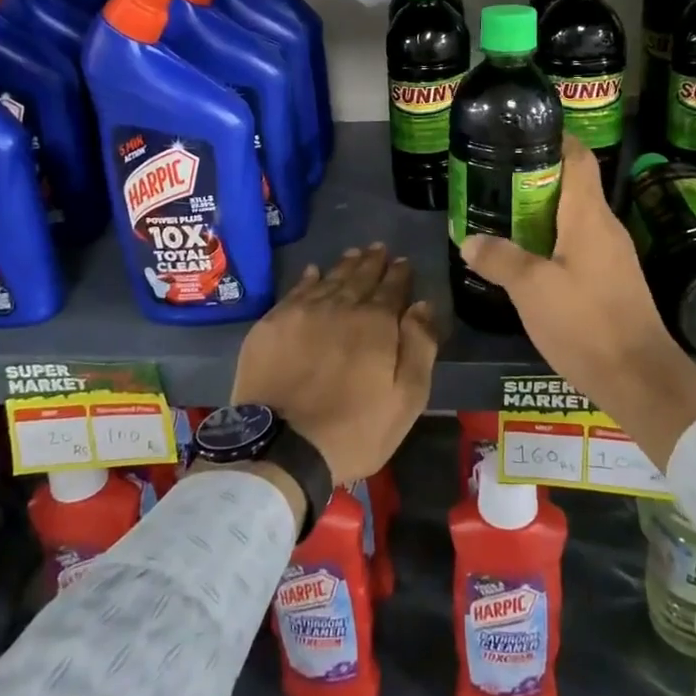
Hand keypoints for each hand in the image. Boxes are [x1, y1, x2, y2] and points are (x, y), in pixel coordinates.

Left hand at [231, 244, 437, 486]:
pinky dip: (308, 279)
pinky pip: (295, 291)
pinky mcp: (272, 325)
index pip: (392, 288)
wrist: (282, 447)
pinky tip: (313, 272)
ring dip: (344, 265)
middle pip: (359, 277)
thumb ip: (419, 347)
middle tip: (379, 249)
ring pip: (328, 279)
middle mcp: (339, 307)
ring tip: (354, 254)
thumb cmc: (355, 429)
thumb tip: (423, 305)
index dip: (399, 274)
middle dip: (372, 262)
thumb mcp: (406, 398)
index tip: (403, 262)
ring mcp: (302, 313)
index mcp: (375, 323)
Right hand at [460, 136, 695, 468]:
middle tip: (493, 180)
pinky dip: (550, 241)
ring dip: (539, 213)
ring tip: (500, 216)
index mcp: (589, 216)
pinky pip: (577, 245)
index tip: (518, 135)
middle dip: (533, 178)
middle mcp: (604, 227)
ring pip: (572, 218)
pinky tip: (525, 259)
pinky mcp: (612, 280)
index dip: (552, 138)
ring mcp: (611, 255)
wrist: (640, 378)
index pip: (577, 157)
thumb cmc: (585, 323)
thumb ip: (499, 259)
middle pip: (571, 185)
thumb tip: (470, 240)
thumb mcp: (531, 289)